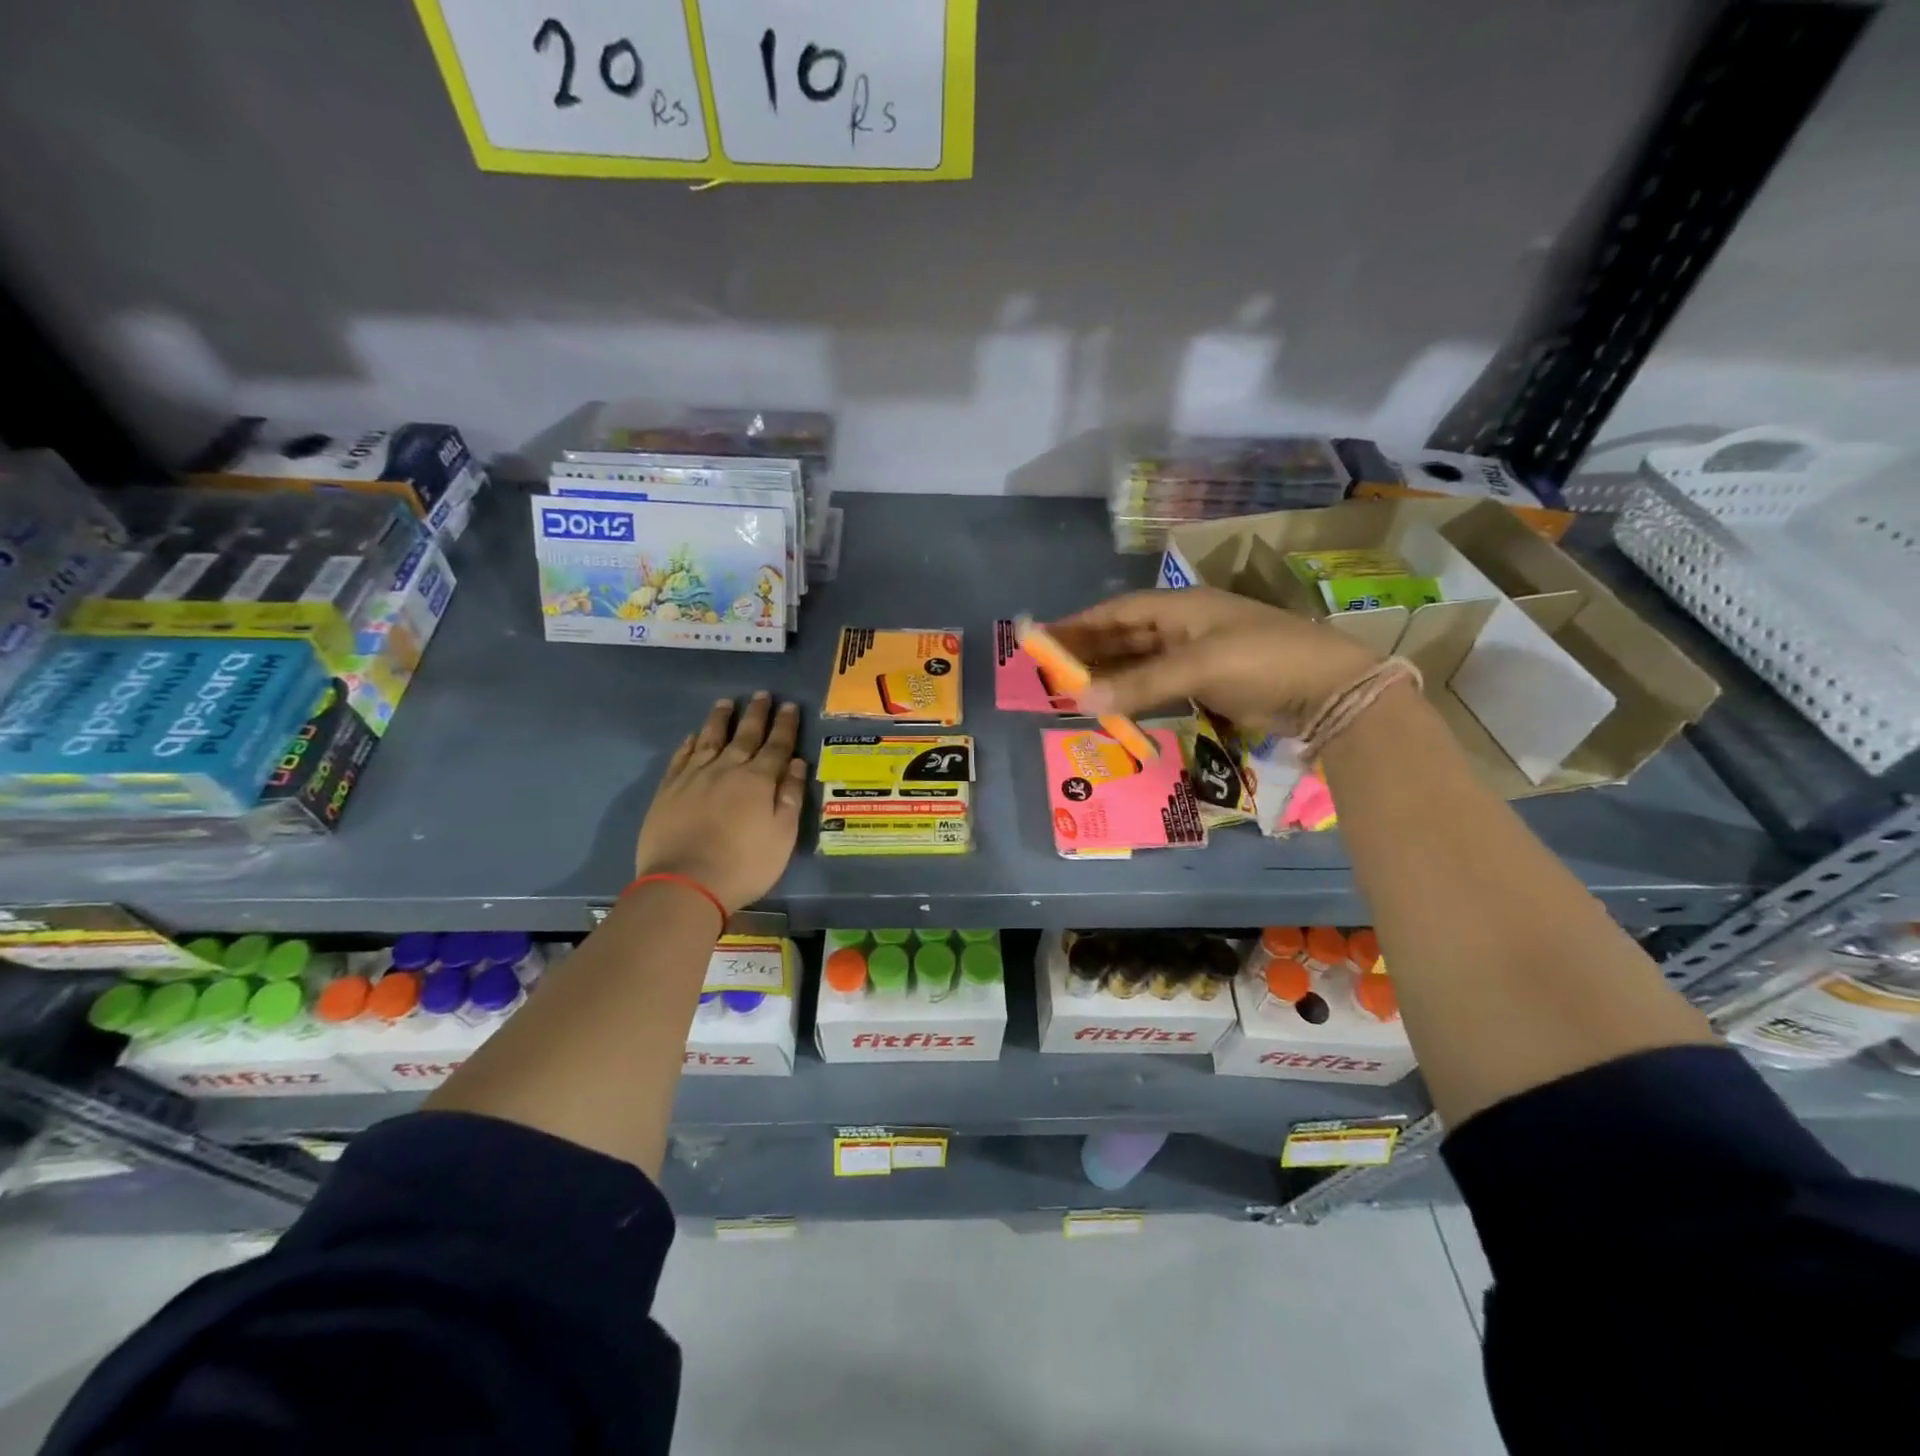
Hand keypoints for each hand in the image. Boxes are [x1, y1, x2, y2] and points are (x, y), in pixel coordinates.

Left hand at [633, 693, 806, 912]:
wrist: (685, 883)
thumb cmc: (744, 864)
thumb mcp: (783, 835)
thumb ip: (791, 796)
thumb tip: (798, 763)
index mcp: (759, 780)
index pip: (777, 745)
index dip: (785, 725)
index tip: (790, 706)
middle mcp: (727, 769)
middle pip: (744, 735)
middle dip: (756, 714)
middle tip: (763, 694)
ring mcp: (694, 777)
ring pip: (710, 738)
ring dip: (720, 719)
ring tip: (726, 702)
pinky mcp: (668, 790)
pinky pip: (681, 757)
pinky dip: (689, 743)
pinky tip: (693, 736)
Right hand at [1050, 587, 1380, 733]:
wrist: (1332, 690)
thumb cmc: (1264, 660)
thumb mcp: (1200, 666)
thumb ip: (1141, 684)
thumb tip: (1081, 701)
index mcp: (1183, 607)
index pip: (1120, 610)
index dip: (1081, 623)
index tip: (1045, 637)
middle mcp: (1185, 626)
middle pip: (1125, 635)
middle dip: (1089, 650)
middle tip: (1049, 669)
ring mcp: (1198, 655)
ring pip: (1140, 661)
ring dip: (1108, 674)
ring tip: (1071, 689)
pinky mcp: (1209, 683)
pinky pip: (1158, 684)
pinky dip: (1134, 693)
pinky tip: (1112, 705)